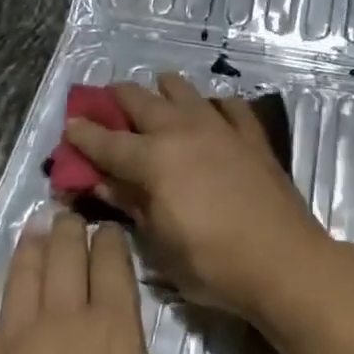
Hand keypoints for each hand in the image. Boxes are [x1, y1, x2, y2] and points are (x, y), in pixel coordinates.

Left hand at [0, 211, 255, 353]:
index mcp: (111, 333)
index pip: (112, 266)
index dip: (111, 241)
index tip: (109, 224)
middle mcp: (60, 325)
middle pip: (62, 259)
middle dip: (67, 230)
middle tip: (66, 212)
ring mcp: (10, 349)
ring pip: (19, 282)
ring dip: (27, 253)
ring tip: (32, 231)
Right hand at [63, 73, 331, 320]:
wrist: (284, 261)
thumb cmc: (214, 264)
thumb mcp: (160, 244)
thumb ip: (131, 203)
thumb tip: (102, 181)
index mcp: (154, 159)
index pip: (108, 141)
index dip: (84, 133)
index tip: (69, 124)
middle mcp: (182, 130)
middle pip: (140, 100)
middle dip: (117, 98)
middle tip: (107, 105)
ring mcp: (219, 127)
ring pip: (182, 89)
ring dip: (162, 91)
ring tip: (157, 100)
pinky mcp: (250, 134)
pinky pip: (228, 105)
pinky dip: (212, 105)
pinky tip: (210, 114)